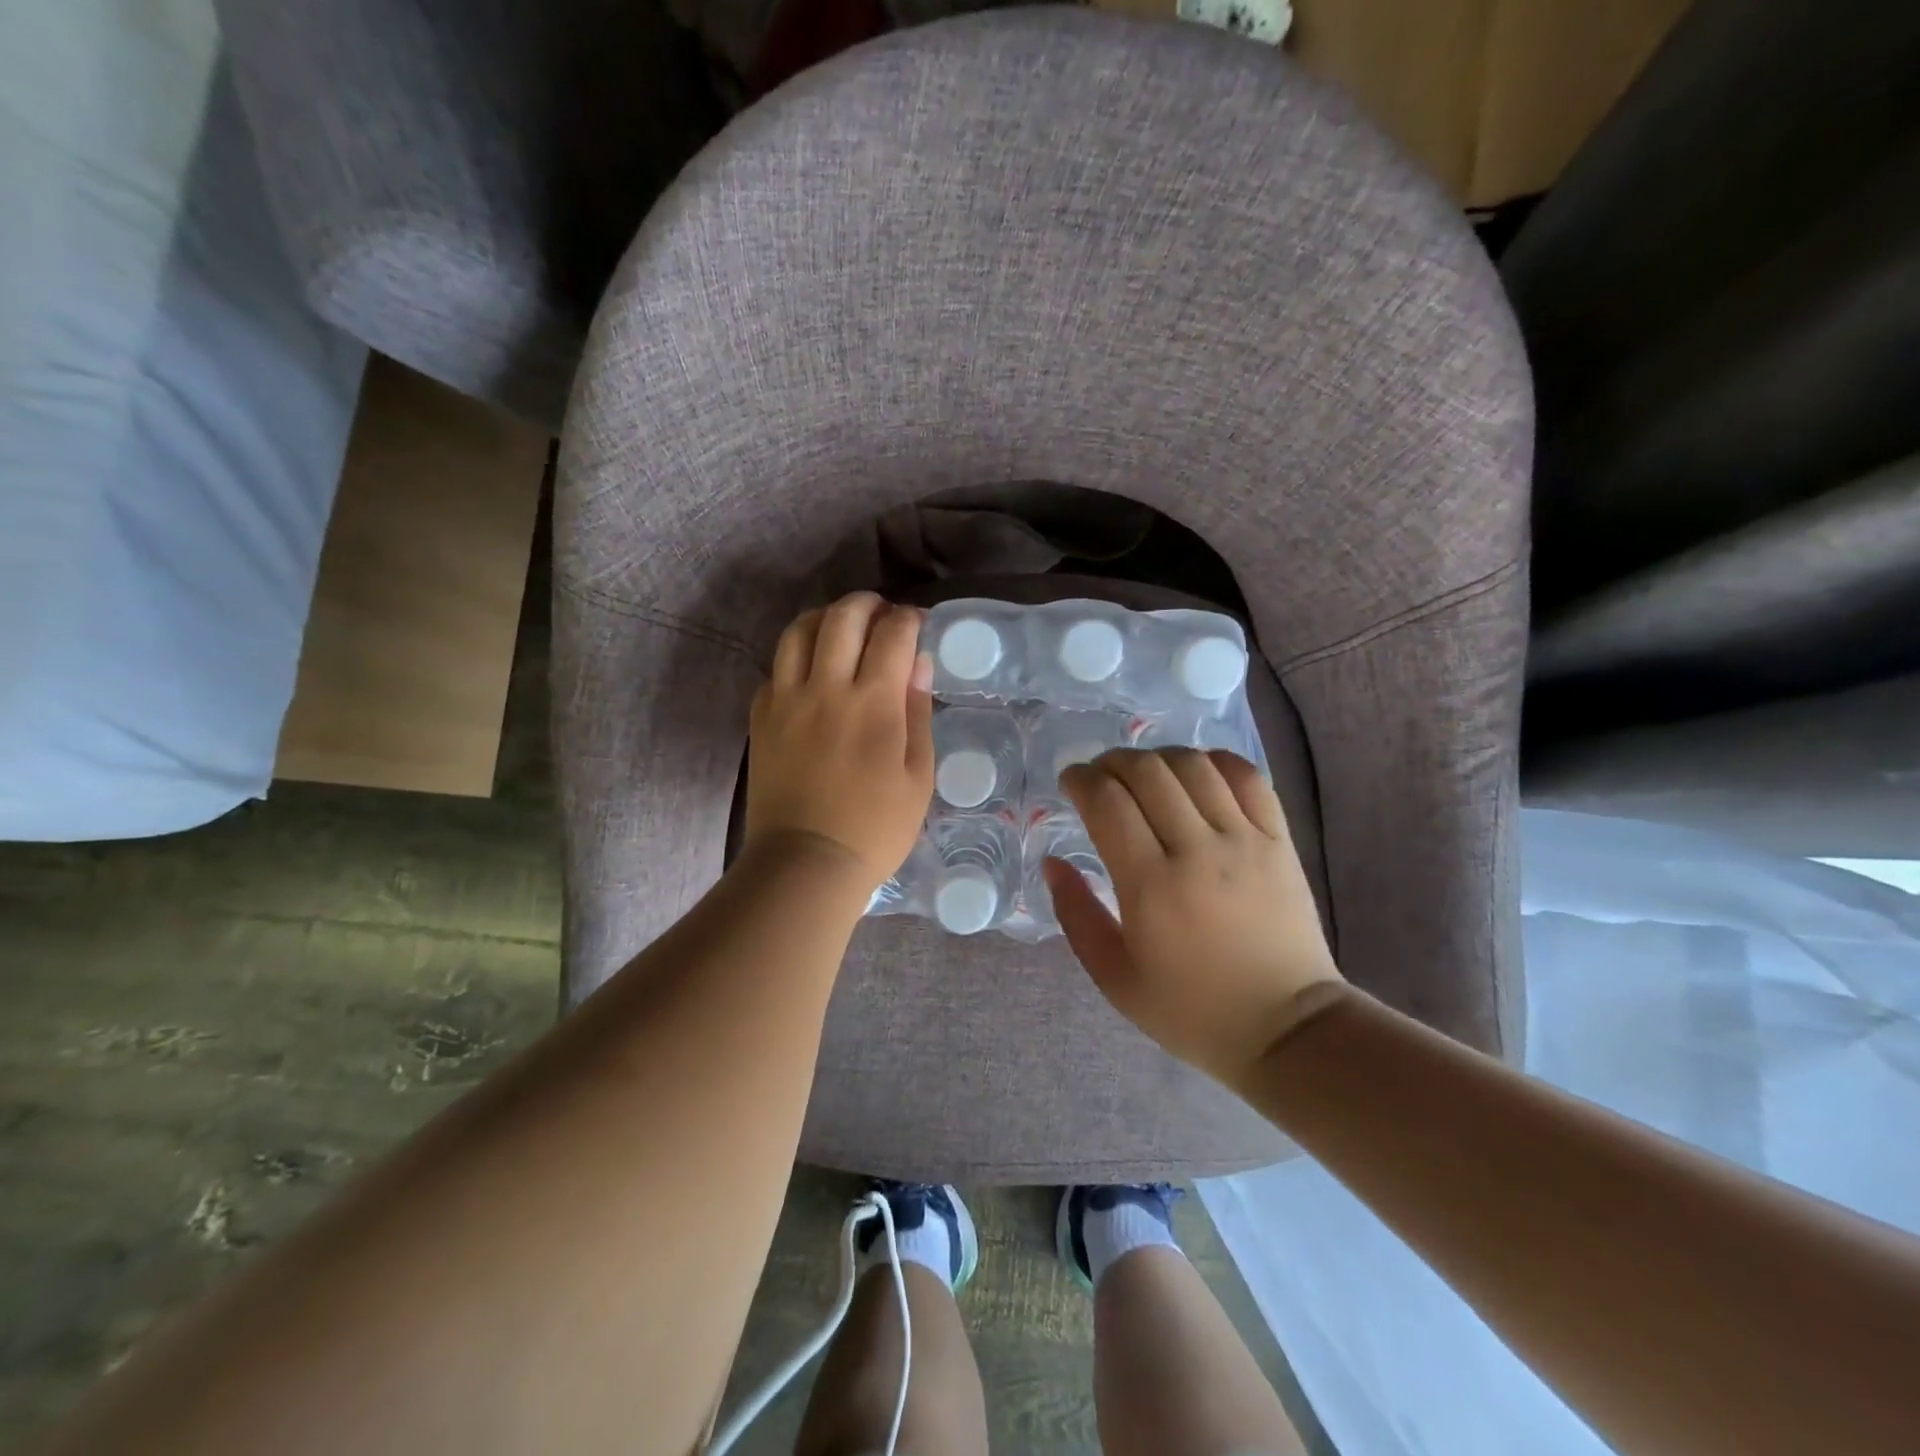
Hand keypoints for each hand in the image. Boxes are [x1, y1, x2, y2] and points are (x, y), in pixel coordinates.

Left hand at [744, 593, 934, 899]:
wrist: (806, 861)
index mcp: (873, 703)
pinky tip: (811, 671)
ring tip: (841, 629)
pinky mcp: (761, 717)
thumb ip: (917, 712)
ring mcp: (787, 700)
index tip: (917, 622)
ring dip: (825, 618)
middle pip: (842, 618)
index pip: (892, 635)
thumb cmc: (876, 827)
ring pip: (799, 632)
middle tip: (881, 614)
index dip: (908, 619)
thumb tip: (917, 663)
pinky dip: (797, 656)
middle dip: (867, 604)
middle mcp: (827, 689)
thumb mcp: (917, 776)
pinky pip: (776, 667)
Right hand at [1043, 748, 1343, 1087]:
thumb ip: (1076, 914)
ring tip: (1144, 774)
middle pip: (1146, 771)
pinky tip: (1197, 771)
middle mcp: (1197, 850)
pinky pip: (1249, 778)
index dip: (1080, 779)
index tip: (1070, 783)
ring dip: (1158, 757)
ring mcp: (1244, 840)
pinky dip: (1216, 761)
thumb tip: (1053, 862)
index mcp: (1150, 885)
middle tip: (1100, 777)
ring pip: (1194, 766)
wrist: (1286, 1029)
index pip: (1107, 801)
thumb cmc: (1191, 1010)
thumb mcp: (1114, 976)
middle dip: (1112, 762)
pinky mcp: (1279, 841)